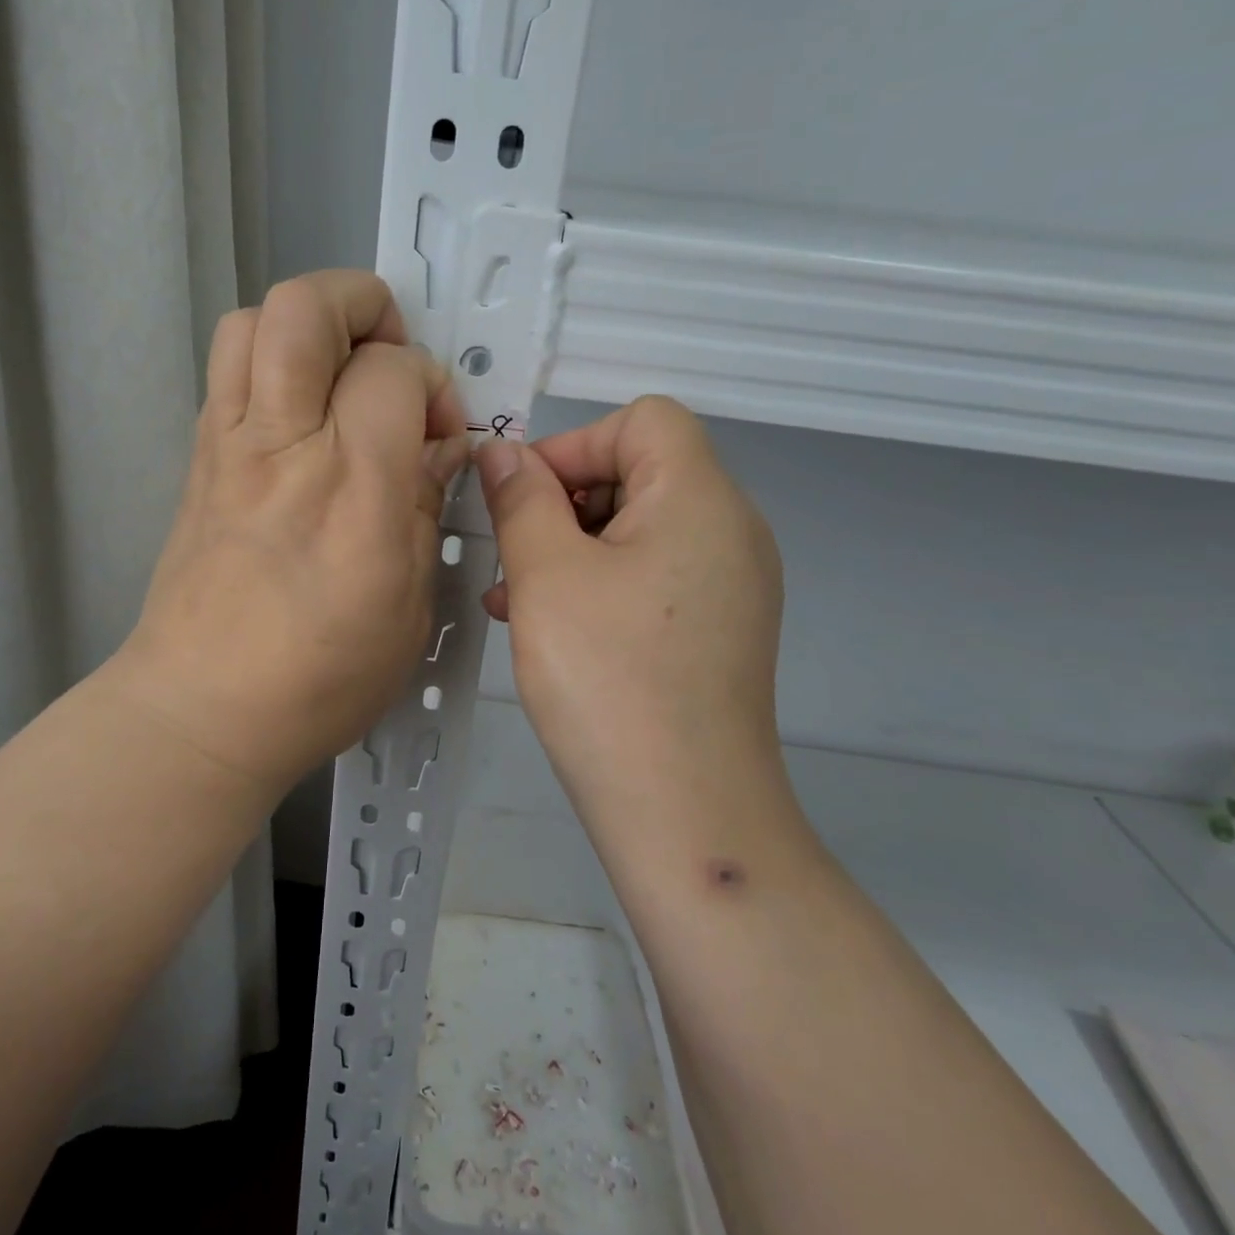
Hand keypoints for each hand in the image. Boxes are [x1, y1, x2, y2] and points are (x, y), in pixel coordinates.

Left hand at [112, 270, 469, 796]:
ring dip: (307, 324)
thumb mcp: (410, 602)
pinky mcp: (198, 459)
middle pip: (304, 308)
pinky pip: (229, 371)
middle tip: (388, 357)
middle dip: (361, 303)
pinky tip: (302, 419)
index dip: (430, 383)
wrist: (201, 711)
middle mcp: (283, 447)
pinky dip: (272, 364)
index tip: (438, 431)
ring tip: (340, 375)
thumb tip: (440, 442)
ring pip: (252, 321)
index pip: (394, 370)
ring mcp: (228, 446)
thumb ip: (426, 503)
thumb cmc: (320, 675)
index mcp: (352, 489)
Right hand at [476, 396, 793, 839]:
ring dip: (571, 547)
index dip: (574, 444)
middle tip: (512, 555)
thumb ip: (522, 499)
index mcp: (700, 499)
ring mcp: (730, 583)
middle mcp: (730, 530)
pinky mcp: (718, 627)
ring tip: (513, 598)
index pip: (642, 420)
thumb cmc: (608, 679)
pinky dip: (599, 582)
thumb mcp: (546, 576)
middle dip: (564, 502)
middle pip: (639, 472)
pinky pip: (651, 575)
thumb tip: (504, 452)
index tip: (523, 499)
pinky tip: (548, 625)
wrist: (687, 814)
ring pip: (637, 529)